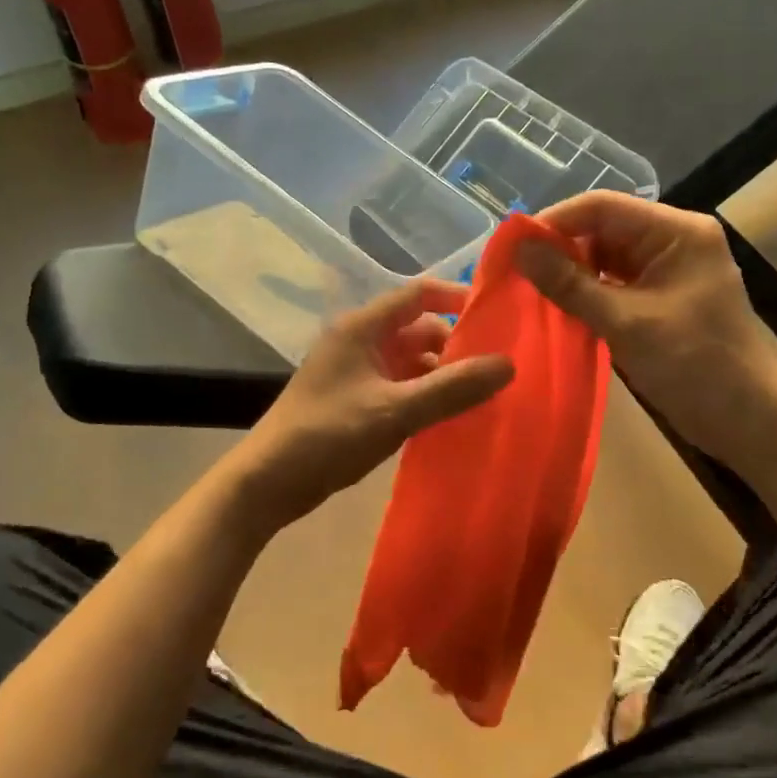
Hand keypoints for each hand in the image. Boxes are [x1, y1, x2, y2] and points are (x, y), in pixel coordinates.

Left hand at [234, 279, 514, 531]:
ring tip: (481, 397)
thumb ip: (452, 388)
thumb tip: (508, 364)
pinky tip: (448, 418)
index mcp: (363, 328)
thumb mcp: (395, 411)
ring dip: (441, 375)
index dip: (456, 297)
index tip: (497, 314)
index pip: (417, 294)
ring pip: (410, 362)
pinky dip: (423, 396)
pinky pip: (399, 387)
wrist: (268, 482)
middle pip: (418, 330)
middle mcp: (359, 341)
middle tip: (497, 368)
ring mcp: (355, 372)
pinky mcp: (354, 401)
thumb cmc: (328, 435)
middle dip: (455, 346)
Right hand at [514, 193, 776, 459]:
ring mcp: (669, 270)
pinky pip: (616, 282)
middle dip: (560, 248)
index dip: (554, 222)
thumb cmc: (694, 366)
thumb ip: (569, 284)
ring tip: (528, 289)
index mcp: (677, 232)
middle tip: (515, 272)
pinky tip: (558, 307)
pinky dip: (588, 293)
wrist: (747, 421)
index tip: (511, 247)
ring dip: (571, 272)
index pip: (603, 207)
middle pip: (603, 229)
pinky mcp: (662, 297)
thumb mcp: (625, 323)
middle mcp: (674, 240)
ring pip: (606, 257)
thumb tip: (518, 250)